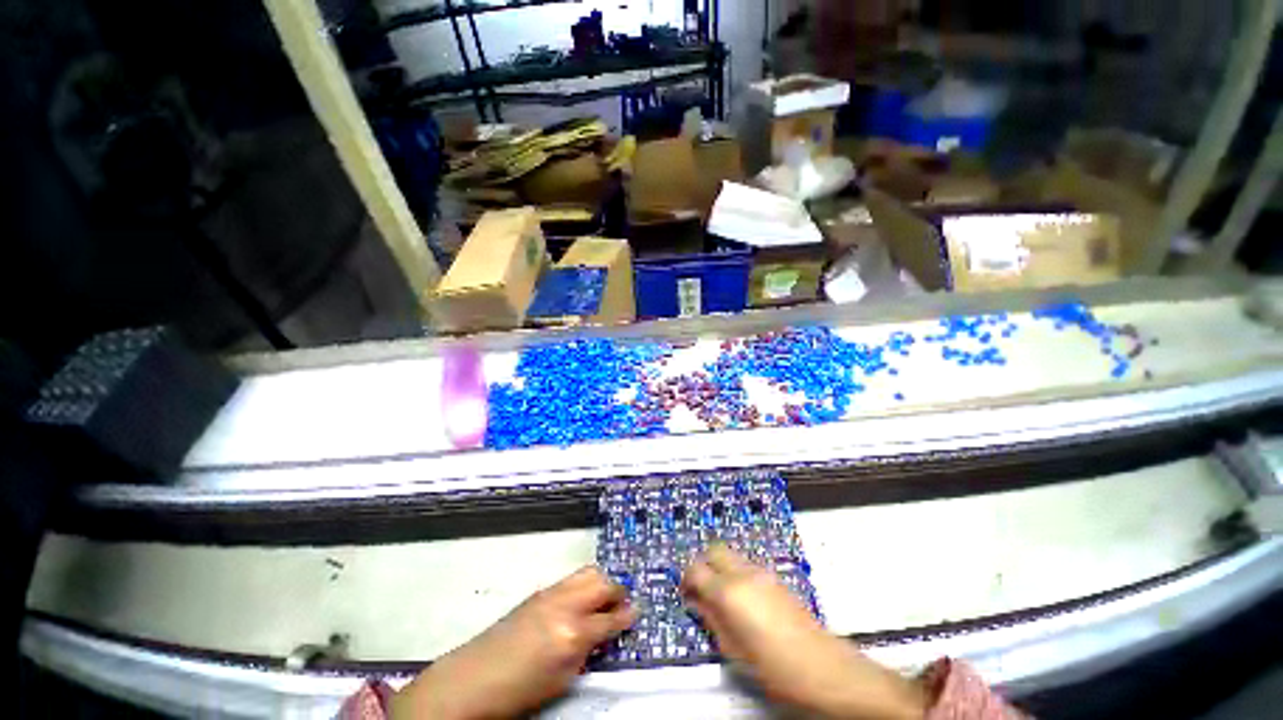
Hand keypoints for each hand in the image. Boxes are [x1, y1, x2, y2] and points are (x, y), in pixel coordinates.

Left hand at [392, 567, 635, 719]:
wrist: (473, 678)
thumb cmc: (520, 690)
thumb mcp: (562, 679)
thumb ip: (587, 650)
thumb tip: (604, 632)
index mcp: (573, 634)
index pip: (610, 619)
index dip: (627, 615)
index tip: (637, 612)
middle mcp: (565, 605)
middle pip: (602, 583)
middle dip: (618, 591)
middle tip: (622, 603)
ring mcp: (551, 593)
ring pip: (587, 572)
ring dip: (601, 582)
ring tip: (604, 598)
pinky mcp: (539, 591)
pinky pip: (571, 579)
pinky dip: (583, 584)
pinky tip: (581, 599)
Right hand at [682, 545, 928, 719]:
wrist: (824, 668)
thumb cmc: (775, 669)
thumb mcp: (734, 651)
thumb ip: (711, 620)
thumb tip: (695, 602)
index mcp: (729, 592)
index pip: (696, 569)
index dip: (686, 578)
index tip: (685, 593)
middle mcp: (743, 573)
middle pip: (713, 549)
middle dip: (702, 564)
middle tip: (700, 588)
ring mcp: (762, 572)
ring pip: (731, 555)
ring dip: (720, 567)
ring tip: (721, 597)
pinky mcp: (775, 577)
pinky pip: (746, 564)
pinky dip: (736, 572)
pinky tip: (742, 600)